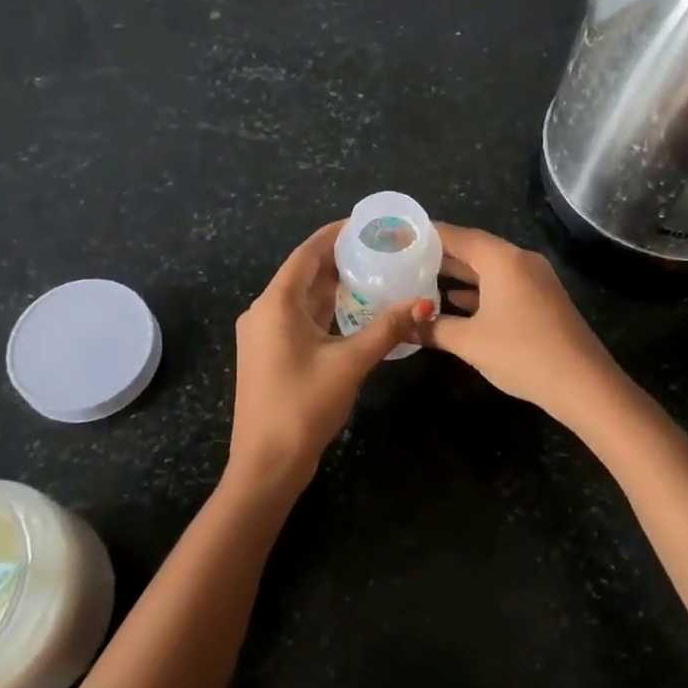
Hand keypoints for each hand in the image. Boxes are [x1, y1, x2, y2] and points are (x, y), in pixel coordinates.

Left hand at [228, 221, 432, 490]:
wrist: (267, 463)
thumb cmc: (304, 405)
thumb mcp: (350, 363)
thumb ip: (387, 329)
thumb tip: (424, 303)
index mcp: (276, 304)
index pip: (306, 253)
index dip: (334, 234)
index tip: (365, 224)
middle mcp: (264, 311)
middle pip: (304, 273)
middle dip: (339, 260)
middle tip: (379, 251)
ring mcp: (264, 335)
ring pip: (302, 298)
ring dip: (334, 287)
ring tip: (374, 275)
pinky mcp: (269, 354)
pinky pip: (299, 319)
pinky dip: (326, 311)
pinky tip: (355, 312)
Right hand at [415, 224, 624, 425]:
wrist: (583, 384)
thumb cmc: (522, 353)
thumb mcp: (470, 343)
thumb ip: (433, 330)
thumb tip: (403, 326)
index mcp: (502, 260)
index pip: (458, 236)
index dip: (427, 235)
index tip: (400, 236)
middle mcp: (520, 261)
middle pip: (474, 249)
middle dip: (441, 256)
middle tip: (405, 260)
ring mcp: (535, 280)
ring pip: (489, 269)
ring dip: (459, 276)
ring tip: (422, 280)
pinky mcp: (542, 300)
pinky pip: (504, 285)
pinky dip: (479, 291)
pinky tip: (456, 304)